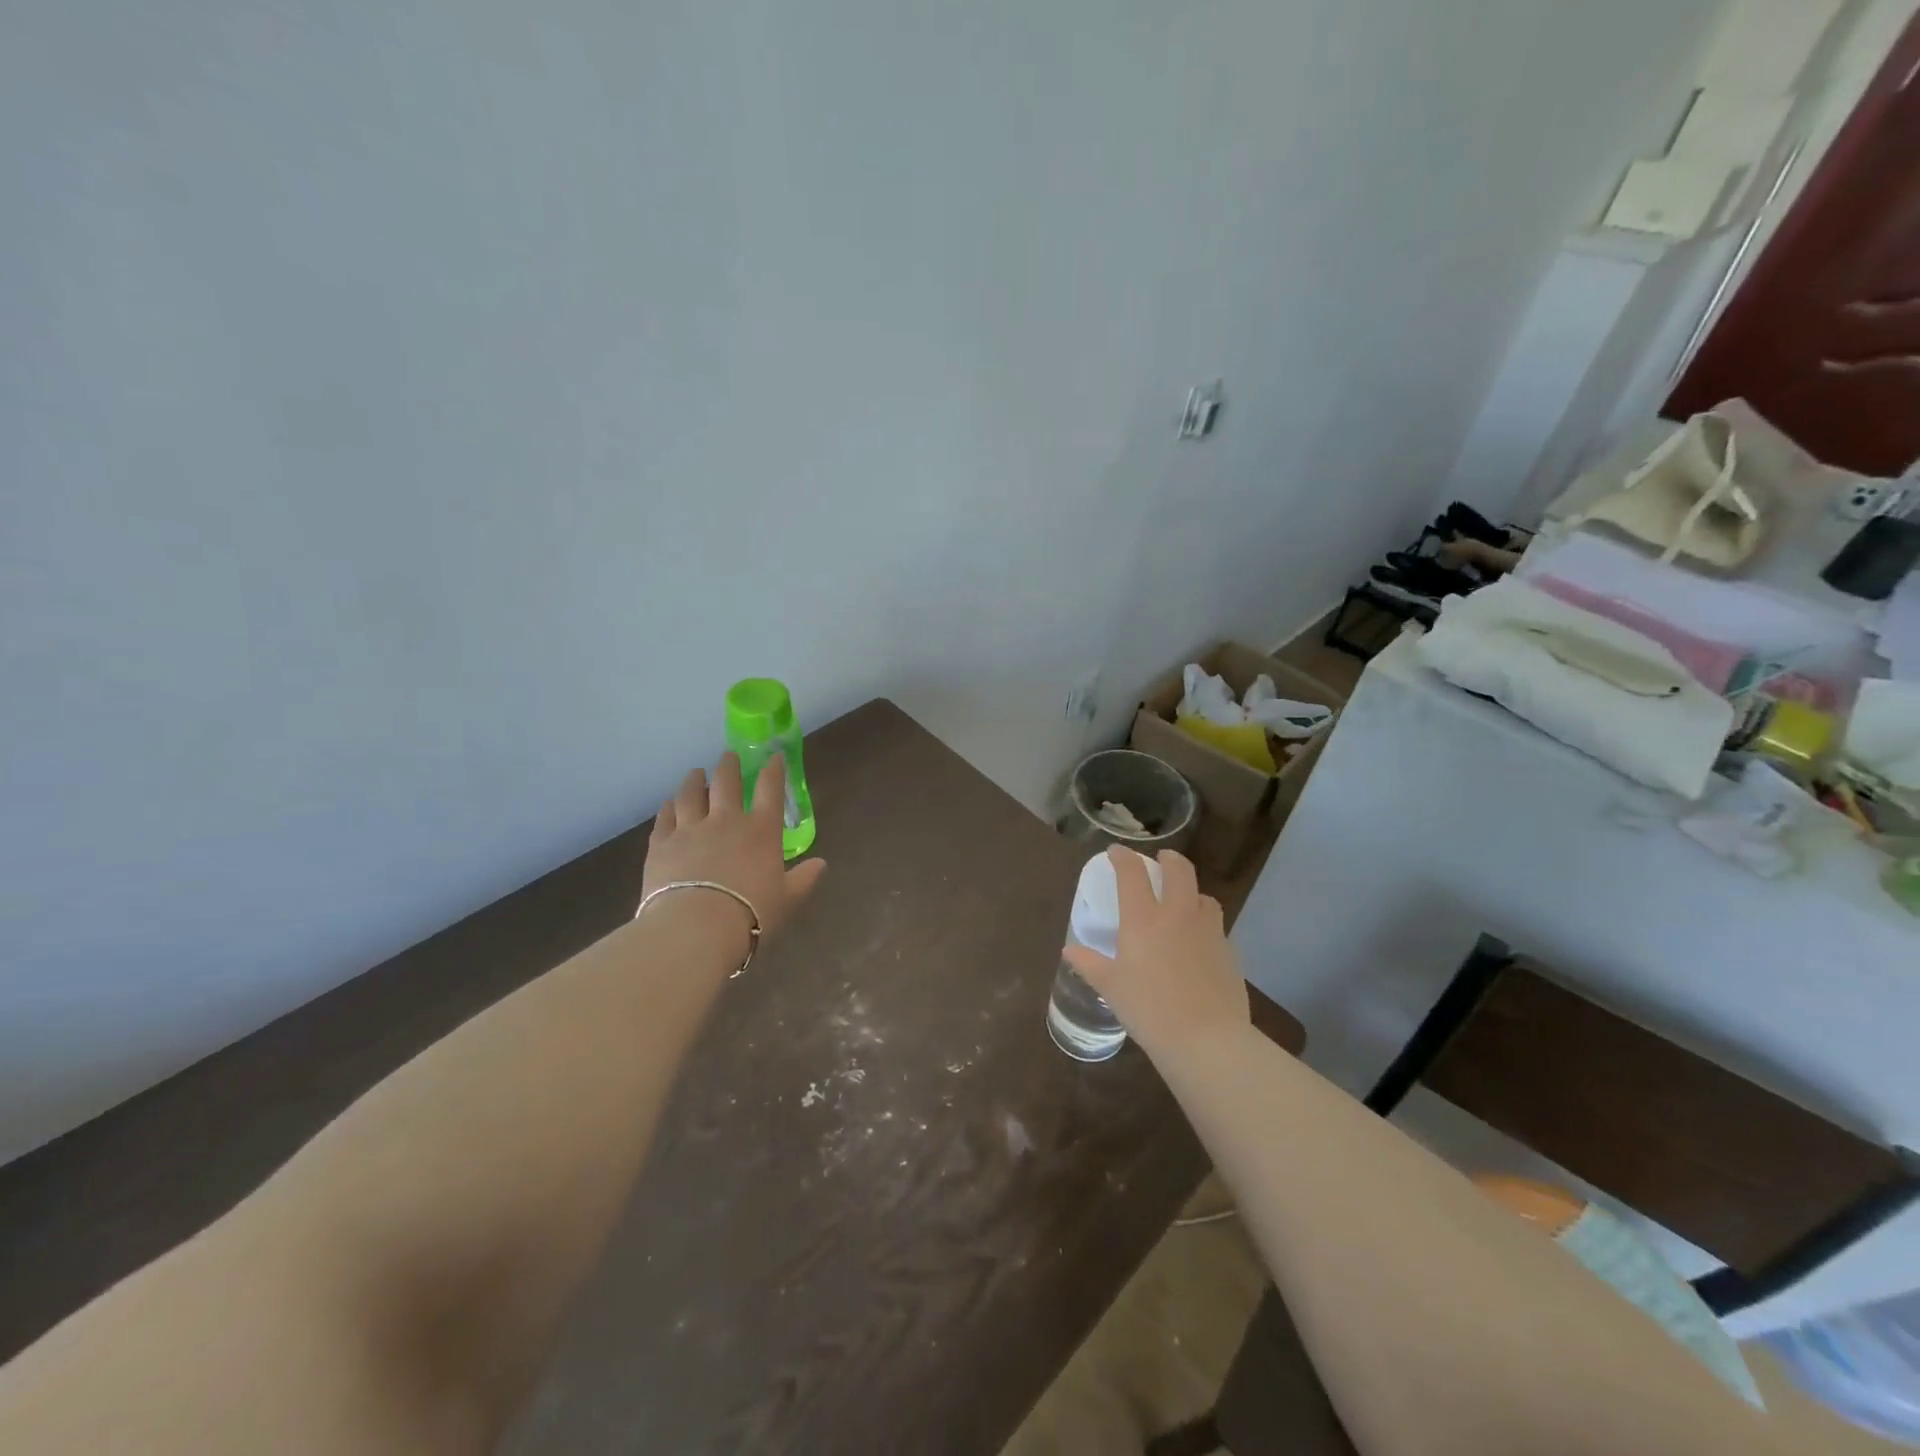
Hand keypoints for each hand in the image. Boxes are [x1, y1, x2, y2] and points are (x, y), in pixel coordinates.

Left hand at [642, 753, 826, 943]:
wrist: (696, 928)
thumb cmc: (751, 914)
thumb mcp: (788, 900)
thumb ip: (804, 879)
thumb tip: (821, 864)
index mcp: (761, 831)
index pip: (770, 790)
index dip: (774, 770)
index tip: (774, 756)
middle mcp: (725, 821)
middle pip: (726, 783)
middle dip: (729, 766)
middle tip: (729, 756)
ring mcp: (690, 830)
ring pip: (690, 794)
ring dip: (694, 780)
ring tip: (695, 773)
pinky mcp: (661, 845)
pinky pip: (664, 818)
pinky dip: (668, 807)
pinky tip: (668, 804)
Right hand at [1062, 846, 1247, 1061]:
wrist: (1207, 1039)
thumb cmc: (1149, 1010)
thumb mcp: (1111, 987)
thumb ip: (1089, 964)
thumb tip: (1069, 950)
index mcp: (1144, 919)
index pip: (1132, 873)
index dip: (1123, 857)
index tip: (1116, 852)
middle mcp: (1178, 915)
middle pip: (1179, 870)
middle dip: (1169, 859)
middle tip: (1161, 860)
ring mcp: (1208, 931)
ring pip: (1204, 896)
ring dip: (1191, 892)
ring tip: (1183, 902)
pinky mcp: (1229, 952)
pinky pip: (1217, 928)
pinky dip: (1205, 925)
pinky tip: (1198, 944)